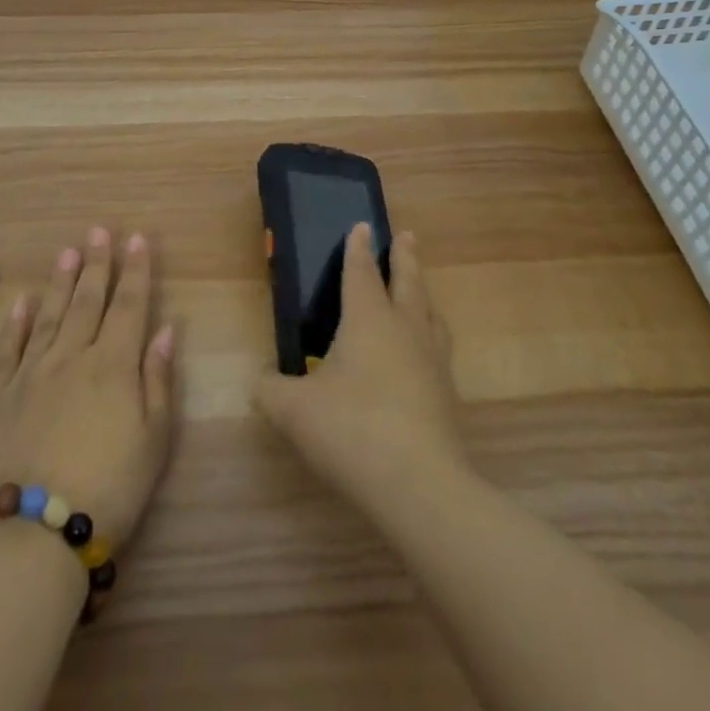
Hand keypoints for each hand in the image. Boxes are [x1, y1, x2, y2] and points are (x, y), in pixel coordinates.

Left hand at [0, 227, 177, 547]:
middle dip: (97, 263)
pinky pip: (8, 348)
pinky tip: (22, 301)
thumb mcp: (153, 441)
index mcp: (113, 365)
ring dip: (60, 281)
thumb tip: (165, 330)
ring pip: (49, 315)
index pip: (129, 305)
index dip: (135, 270)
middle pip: (87, 301)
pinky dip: (16, 322)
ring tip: (67, 250)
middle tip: (99, 231)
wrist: (29, 536)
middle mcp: (72, 357)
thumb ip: (158, 381)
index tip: (137, 238)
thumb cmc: (107, 491)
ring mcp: (31, 373)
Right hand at [257, 224, 465, 513]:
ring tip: (420, 289)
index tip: (362, 225)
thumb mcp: (293, 411)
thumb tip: (263, 382)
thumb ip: (272, 391)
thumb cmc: (351, 429)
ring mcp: (431, 360)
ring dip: (423, 293)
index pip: (360, 272)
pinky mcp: (446, 394)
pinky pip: (438, 347)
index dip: (358, 248)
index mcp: (367, 318)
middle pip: (407, 281)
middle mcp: (404, 328)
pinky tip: (423, 353)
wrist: (419, 485)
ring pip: (429, 312)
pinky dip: (430, 334)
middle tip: (406, 235)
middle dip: (404, 256)